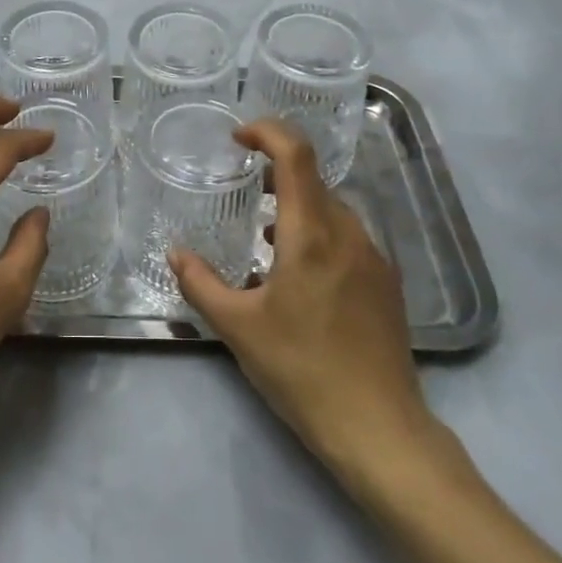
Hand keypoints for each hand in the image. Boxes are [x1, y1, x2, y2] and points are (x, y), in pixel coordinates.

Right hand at [170, 118, 444, 478]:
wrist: (380, 430)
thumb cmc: (302, 371)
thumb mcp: (238, 328)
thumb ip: (200, 283)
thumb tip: (175, 253)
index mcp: (311, 234)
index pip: (296, 155)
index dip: (268, 132)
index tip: (238, 138)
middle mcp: (348, 234)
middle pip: (313, 181)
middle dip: (276, 174)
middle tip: (244, 189)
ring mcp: (374, 259)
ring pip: (332, 211)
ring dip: (297, 208)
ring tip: (264, 237)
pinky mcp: (386, 284)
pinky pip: (347, 239)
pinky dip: (318, 235)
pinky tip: (298, 275)